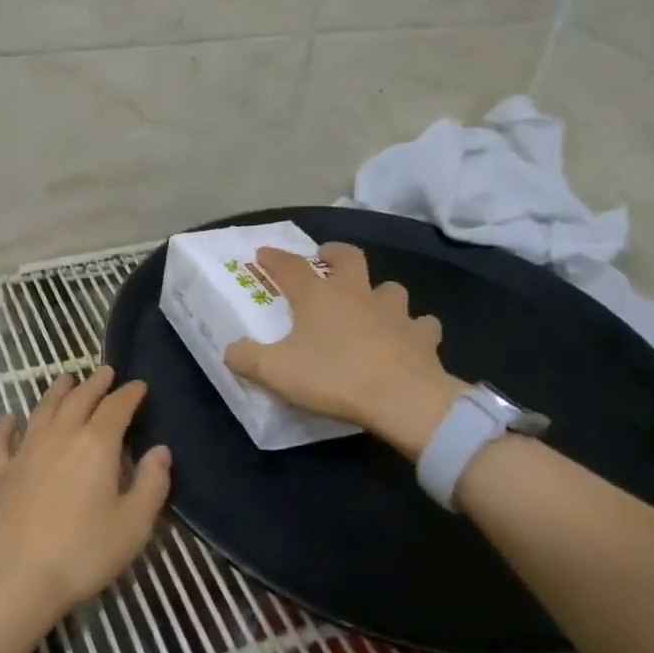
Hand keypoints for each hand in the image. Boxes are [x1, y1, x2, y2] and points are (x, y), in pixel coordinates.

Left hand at [0, 366, 171, 636]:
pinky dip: (6, 425)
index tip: (139, 385)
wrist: (16, 579)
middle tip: (105, 372)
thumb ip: (152, 484)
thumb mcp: (134, 525)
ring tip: (67, 380)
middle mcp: (60, 436)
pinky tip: (8, 418)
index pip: (116, 408)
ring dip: (56, 392)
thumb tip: (161, 451)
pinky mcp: (0, 473)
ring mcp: (26, 452)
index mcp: (96, 444)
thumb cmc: (83, 553)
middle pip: (79, 400)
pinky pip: (2, 441)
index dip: (129, 394)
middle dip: (95, 384)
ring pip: (43, 410)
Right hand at [225, 242, 468, 458]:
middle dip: (334, 253)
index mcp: (318, 296)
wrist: (402, 399)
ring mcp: (394, 312)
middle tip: (325, 258)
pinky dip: (414, 327)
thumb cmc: (333, 377)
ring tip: (371, 304)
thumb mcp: (276, 372)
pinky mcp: (422, 336)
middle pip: (348, 258)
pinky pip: (421, 324)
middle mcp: (356, 294)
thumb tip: (230, 350)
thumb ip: (247, 358)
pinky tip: (410, 337)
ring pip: (390, 288)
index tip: (263, 253)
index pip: (290, 266)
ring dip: (379, 292)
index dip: (275, 258)